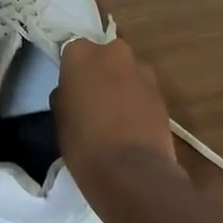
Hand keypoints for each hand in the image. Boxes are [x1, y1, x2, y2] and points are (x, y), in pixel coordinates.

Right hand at [52, 36, 179, 186]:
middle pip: (105, 55)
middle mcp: (113, 52)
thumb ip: (67, 94)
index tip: (72, 88)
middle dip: (101, 71)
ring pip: (127, 72)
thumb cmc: (84, 143)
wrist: (132, 172)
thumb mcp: (61, 117)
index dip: (73, 70)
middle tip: (94, 99)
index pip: (72, 50)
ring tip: (117, 116)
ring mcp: (141, 71)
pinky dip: (138, 101)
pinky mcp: (161, 93)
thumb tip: (74, 92)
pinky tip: (133, 126)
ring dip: (122, 85)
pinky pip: (143, 90)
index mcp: (81, 53)